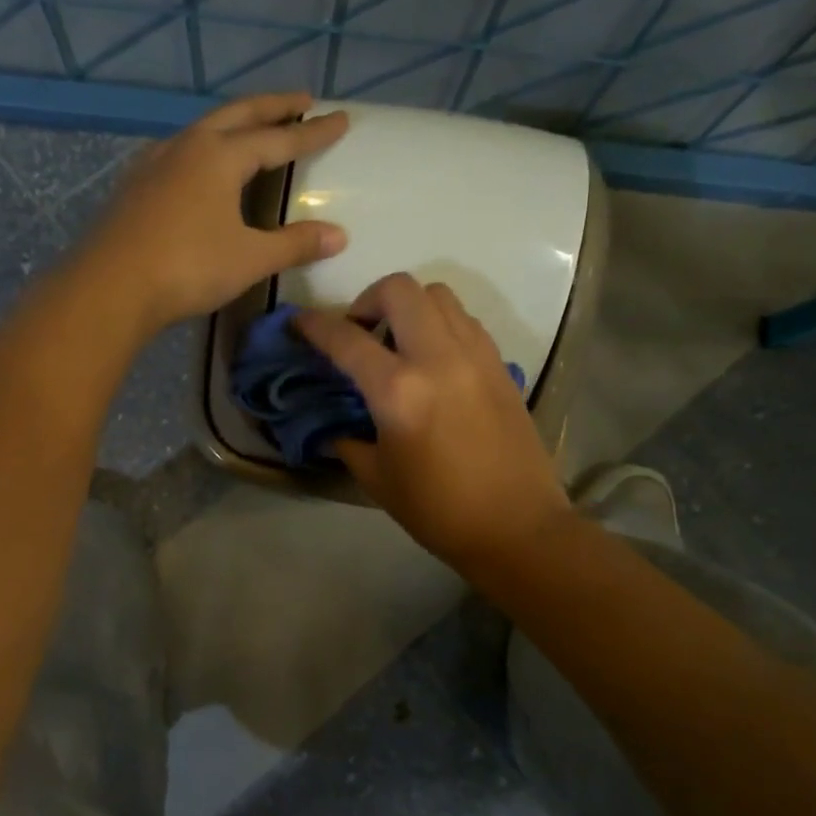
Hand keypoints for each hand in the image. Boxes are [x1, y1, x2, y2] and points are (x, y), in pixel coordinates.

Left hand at [79, 93, 350, 332]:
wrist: (110, 287)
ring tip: (250, 129)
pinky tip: (198, 166)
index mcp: (220, 156)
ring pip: (202, 129)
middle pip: (237, 115)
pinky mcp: (134, 185)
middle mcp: (187, 146)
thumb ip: (294, 244)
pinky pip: (178, 152)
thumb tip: (339, 235)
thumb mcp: (250, 259)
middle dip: (272, 106)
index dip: (312, 131)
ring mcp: (155, 162)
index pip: (278, 138)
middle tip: (300, 99)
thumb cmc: (188, 267)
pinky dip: (202, 148)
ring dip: (232, 124)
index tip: (340, 118)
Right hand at [296, 274, 571, 572]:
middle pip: (398, 290)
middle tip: (359, 333)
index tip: (298, 322)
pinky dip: (439, 323)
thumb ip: (347, 437)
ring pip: (437, 295)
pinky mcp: (499, 363)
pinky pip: (463, 319)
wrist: (516, 526)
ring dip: (407, 307)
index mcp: (398, 392)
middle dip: (367, 300)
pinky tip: (431, 358)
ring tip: (397, 342)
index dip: (314, 326)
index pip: (345, 339)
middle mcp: (437, 358)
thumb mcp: (376, 477)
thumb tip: (331, 419)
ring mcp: (475, 355)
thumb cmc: (438, 510)